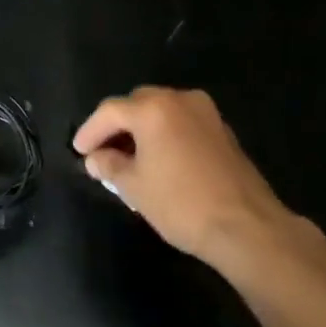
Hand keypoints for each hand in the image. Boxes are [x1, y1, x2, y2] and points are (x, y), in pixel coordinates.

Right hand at [72, 87, 325, 279]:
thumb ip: (109, 165)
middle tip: (101, 151)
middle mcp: (179, 99)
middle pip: (136, 104)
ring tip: (128, 157)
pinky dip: (164, 134)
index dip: (90, 130)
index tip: (79, 150)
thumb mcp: (134, 187)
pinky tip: (158, 158)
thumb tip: (95, 158)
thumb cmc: (181, 204)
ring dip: (141, 128)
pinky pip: (181, 122)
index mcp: (153, 109)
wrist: (246, 226)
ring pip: (161, 111)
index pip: (110, 111)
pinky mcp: (222, 130)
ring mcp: (205, 112)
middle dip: (116, 125)